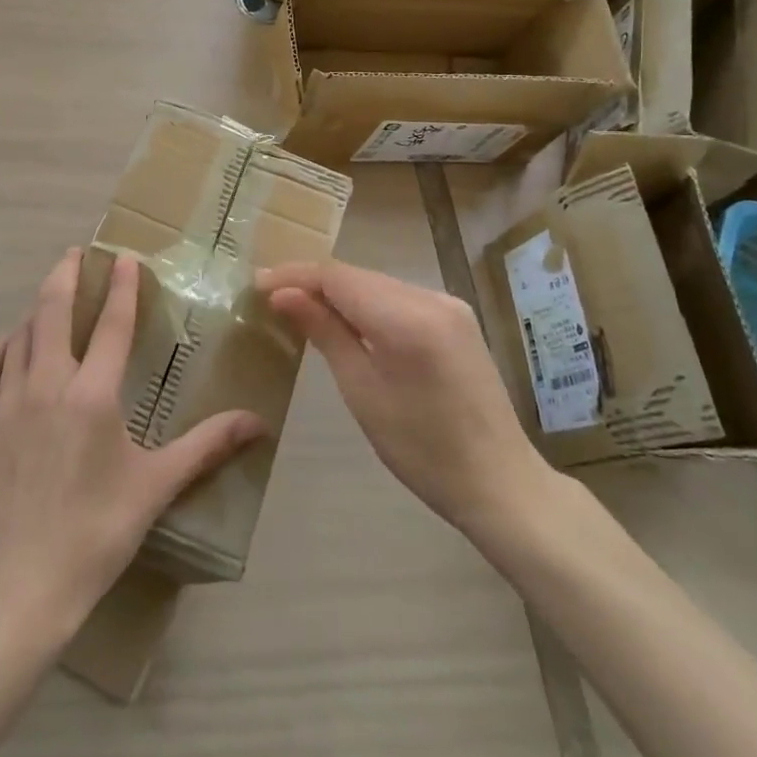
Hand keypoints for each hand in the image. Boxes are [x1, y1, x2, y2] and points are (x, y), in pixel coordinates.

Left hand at [0, 248, 265, 640]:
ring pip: (20, 335)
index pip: (110, 325)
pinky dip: (3, 346)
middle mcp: (46, 384)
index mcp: (92, 395)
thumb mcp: (156, 486)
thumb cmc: (97, 531)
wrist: (21, 585)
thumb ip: (207, 446)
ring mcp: (5, 402)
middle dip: (65, 274)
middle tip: (75, 253)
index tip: (123, 258)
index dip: (120, 287)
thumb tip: (258, 423)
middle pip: (52, 310)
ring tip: (50, 297)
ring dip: (37, 309)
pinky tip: (11, 343)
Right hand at [259, 260, 551, 539]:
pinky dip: (366, 303)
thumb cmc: (422, 450)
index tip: (257, 283)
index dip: (294, 275)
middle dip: (312, 281)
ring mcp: (448, 305)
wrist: (499, 482)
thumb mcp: (362, 392)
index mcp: (407, 319)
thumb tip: (283, 294)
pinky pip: (398, 298)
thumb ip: (324, 333)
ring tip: (298, 306)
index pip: (337, 277)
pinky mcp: (456, 318)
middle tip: (270, 295)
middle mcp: (431, 298)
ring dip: (338, 292)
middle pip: (358, 276)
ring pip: (377, 284)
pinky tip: (345, 318)